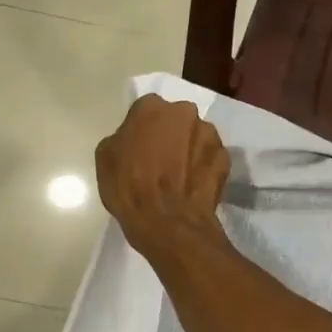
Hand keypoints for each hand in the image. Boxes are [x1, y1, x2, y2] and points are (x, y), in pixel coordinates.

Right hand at [95, 95, 229, 258]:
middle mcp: (184, 112)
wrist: (168, 223)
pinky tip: (195, 185)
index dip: (142, 130)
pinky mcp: (225, 157)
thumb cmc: (130, 189)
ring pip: (197, 136)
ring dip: (190, 149)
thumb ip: (122, 138)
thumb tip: (133, 139)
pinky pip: (211, 158)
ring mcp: (208, 134)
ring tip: (181, 175)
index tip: (140, 147)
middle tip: (163, 160)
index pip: (145, 110)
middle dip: (171, 134)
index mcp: (151, 107)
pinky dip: (204, 167)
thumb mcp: (106, 159)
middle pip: (176, 119)